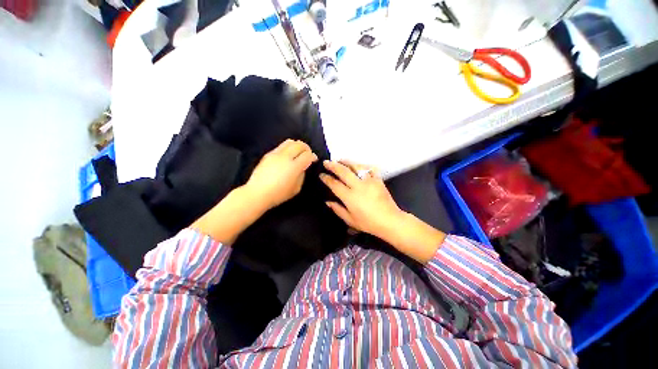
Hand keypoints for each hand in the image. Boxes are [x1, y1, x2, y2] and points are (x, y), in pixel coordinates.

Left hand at [245, 139, 317, 210]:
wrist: (258, 193)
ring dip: (297, 145)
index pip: (307, 155)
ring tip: (298, 151)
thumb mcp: (296, 188)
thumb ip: (302, 175)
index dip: (313, 156)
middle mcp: (285, 157)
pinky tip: (287, 155)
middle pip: (299, 145)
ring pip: (289, 142)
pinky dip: (288, 148)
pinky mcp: (268, 154)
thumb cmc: (279, 194)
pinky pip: (281, 146)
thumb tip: (303, 167)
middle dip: (306, 148)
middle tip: (308, 153)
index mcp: (294, 167)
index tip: (314, 159)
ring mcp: (275, 154)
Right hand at [320, 160, 445, 262]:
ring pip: (356, 166)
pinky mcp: (378, 180)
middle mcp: (358, 186)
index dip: (326, 178)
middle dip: (333, 165)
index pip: (334, 184)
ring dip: (346, 162)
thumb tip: (328, 201)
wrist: (389, 220)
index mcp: (350, 197)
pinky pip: (369, 168)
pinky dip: (362, 165)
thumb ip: (337, 209)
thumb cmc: (368, 223)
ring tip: (340, 160)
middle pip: (343, 171)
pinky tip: (358, 165)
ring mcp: (369, 181)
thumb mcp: (350, 220)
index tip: (321, 174)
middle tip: (326, 162)